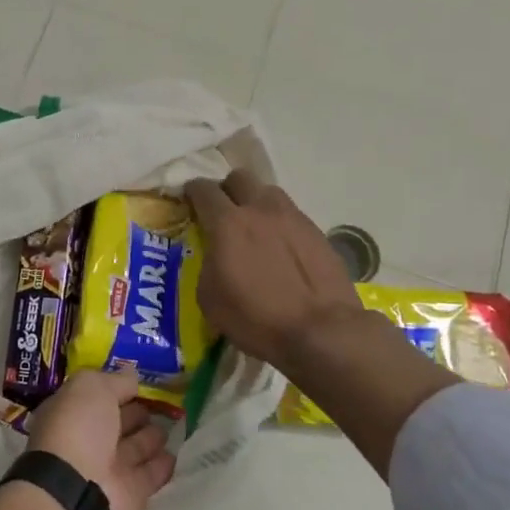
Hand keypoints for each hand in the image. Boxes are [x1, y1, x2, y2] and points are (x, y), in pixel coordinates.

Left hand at [27, 372, 174, 509]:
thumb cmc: (78, 428)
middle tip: (162, 404)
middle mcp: (87, 441)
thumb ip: (115, 381)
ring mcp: (108, 470)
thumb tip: (132, 375)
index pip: (98, 397)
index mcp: (71, 413)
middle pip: (117, 423)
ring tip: (173, 425)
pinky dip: (162, 466)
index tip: (141, 383)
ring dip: (151, 438)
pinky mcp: (130, 496)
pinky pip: (149, 476)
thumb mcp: (92, 388)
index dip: (117, 389)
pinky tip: (176, 453)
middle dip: (136, 414)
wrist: (78, 491)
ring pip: (135, 449)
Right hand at [185, 169, 364, 368]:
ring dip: (256, 203)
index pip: (203, 189)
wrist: (321, 331)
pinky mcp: (317, 232)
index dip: (192, 191)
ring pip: (268, 193)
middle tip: (223, 212)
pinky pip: (291, 216)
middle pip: (239, 178)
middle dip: (227, 190)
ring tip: (256, 229)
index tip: (188, 201)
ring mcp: (293, 218)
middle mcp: (260, 209)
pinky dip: (280, 225)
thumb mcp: (210, 298)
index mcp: (228, 223)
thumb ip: (207, 264)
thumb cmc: (256, 318)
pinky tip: (281, 250)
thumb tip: (215, 256)